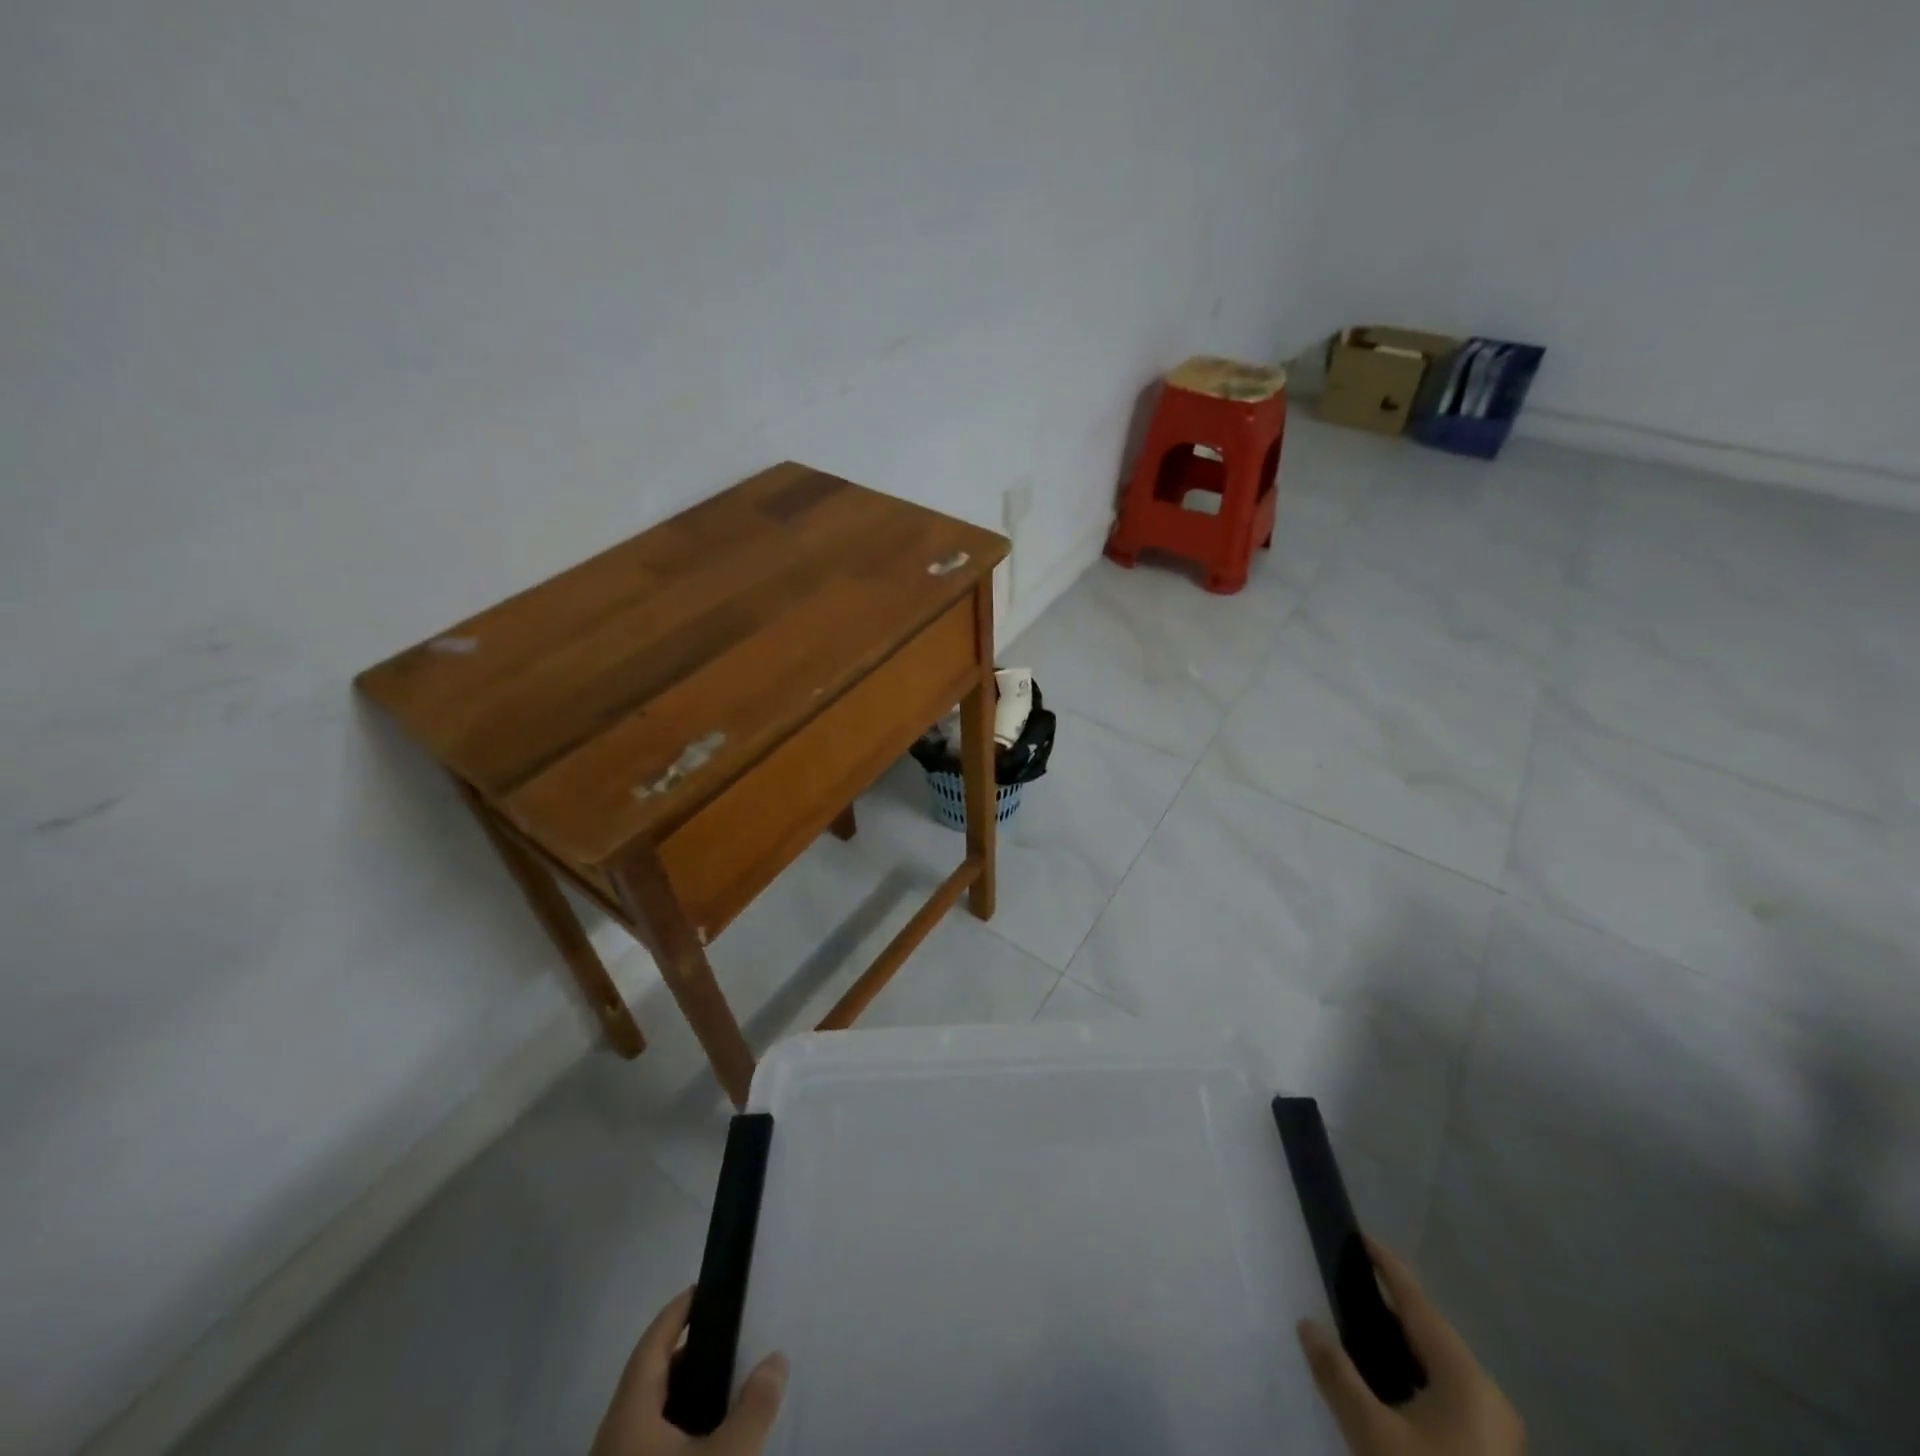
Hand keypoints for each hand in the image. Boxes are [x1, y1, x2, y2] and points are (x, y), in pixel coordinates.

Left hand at [592, 1289, 789, 1455]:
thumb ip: (754, 1408)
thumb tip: (776, 1358)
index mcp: (629, 1414)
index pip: (652, 1344)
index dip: (677, 1312)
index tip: (705, 1287)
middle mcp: (615, 1438)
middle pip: (651, 1379)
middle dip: (691, 1355)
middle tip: (733, 1336)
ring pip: (651, 1419)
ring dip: (687, 1397)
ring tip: (730, 1386)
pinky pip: (652, 1448)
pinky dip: (681, 1432)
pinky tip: (710, 1442)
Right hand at [1297, 1241, 1523, 1455]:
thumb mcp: (1373, 1435)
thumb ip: (1337, 1374)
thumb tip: (1306, 1324)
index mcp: (1467, 1379)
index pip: (1419, 1305)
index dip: (1389, 1268)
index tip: (1361, 1237)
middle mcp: (1489, 1397)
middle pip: (1431, 1335)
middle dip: (1390, 1308)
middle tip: (1348, 1284)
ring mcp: (1495, 1430)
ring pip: (1440, 1369)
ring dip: (1400, 1347)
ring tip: (1358, 1329)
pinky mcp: (1489, 1453)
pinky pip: (1447, 1396)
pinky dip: (1414, 1378)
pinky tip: (1386, 1385)